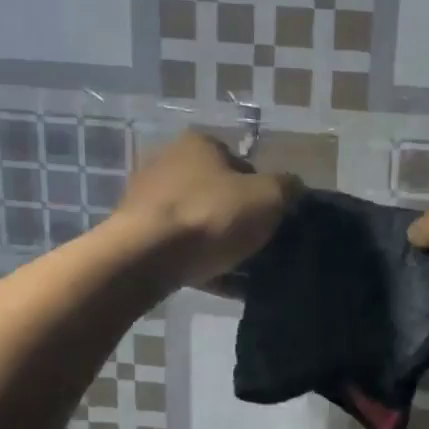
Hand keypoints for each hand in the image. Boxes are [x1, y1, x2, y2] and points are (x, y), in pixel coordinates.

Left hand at [114, 131, 294, 286]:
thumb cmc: (210, 216)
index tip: (272, 220)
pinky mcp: (136, 233)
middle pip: (219, 193)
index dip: (263, 192)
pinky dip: (201, 262)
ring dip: (220, 243)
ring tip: (242, 271)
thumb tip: (292, 188)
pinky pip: (180, 247)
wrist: (144, 258)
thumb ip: (288, 188)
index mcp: (200, 144)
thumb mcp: (268, 197)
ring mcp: (147, 198)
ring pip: (199, 222)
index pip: (242, 164)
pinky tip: (221, 284)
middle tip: (259, 245)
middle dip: (240, 218)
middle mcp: (168, 161)